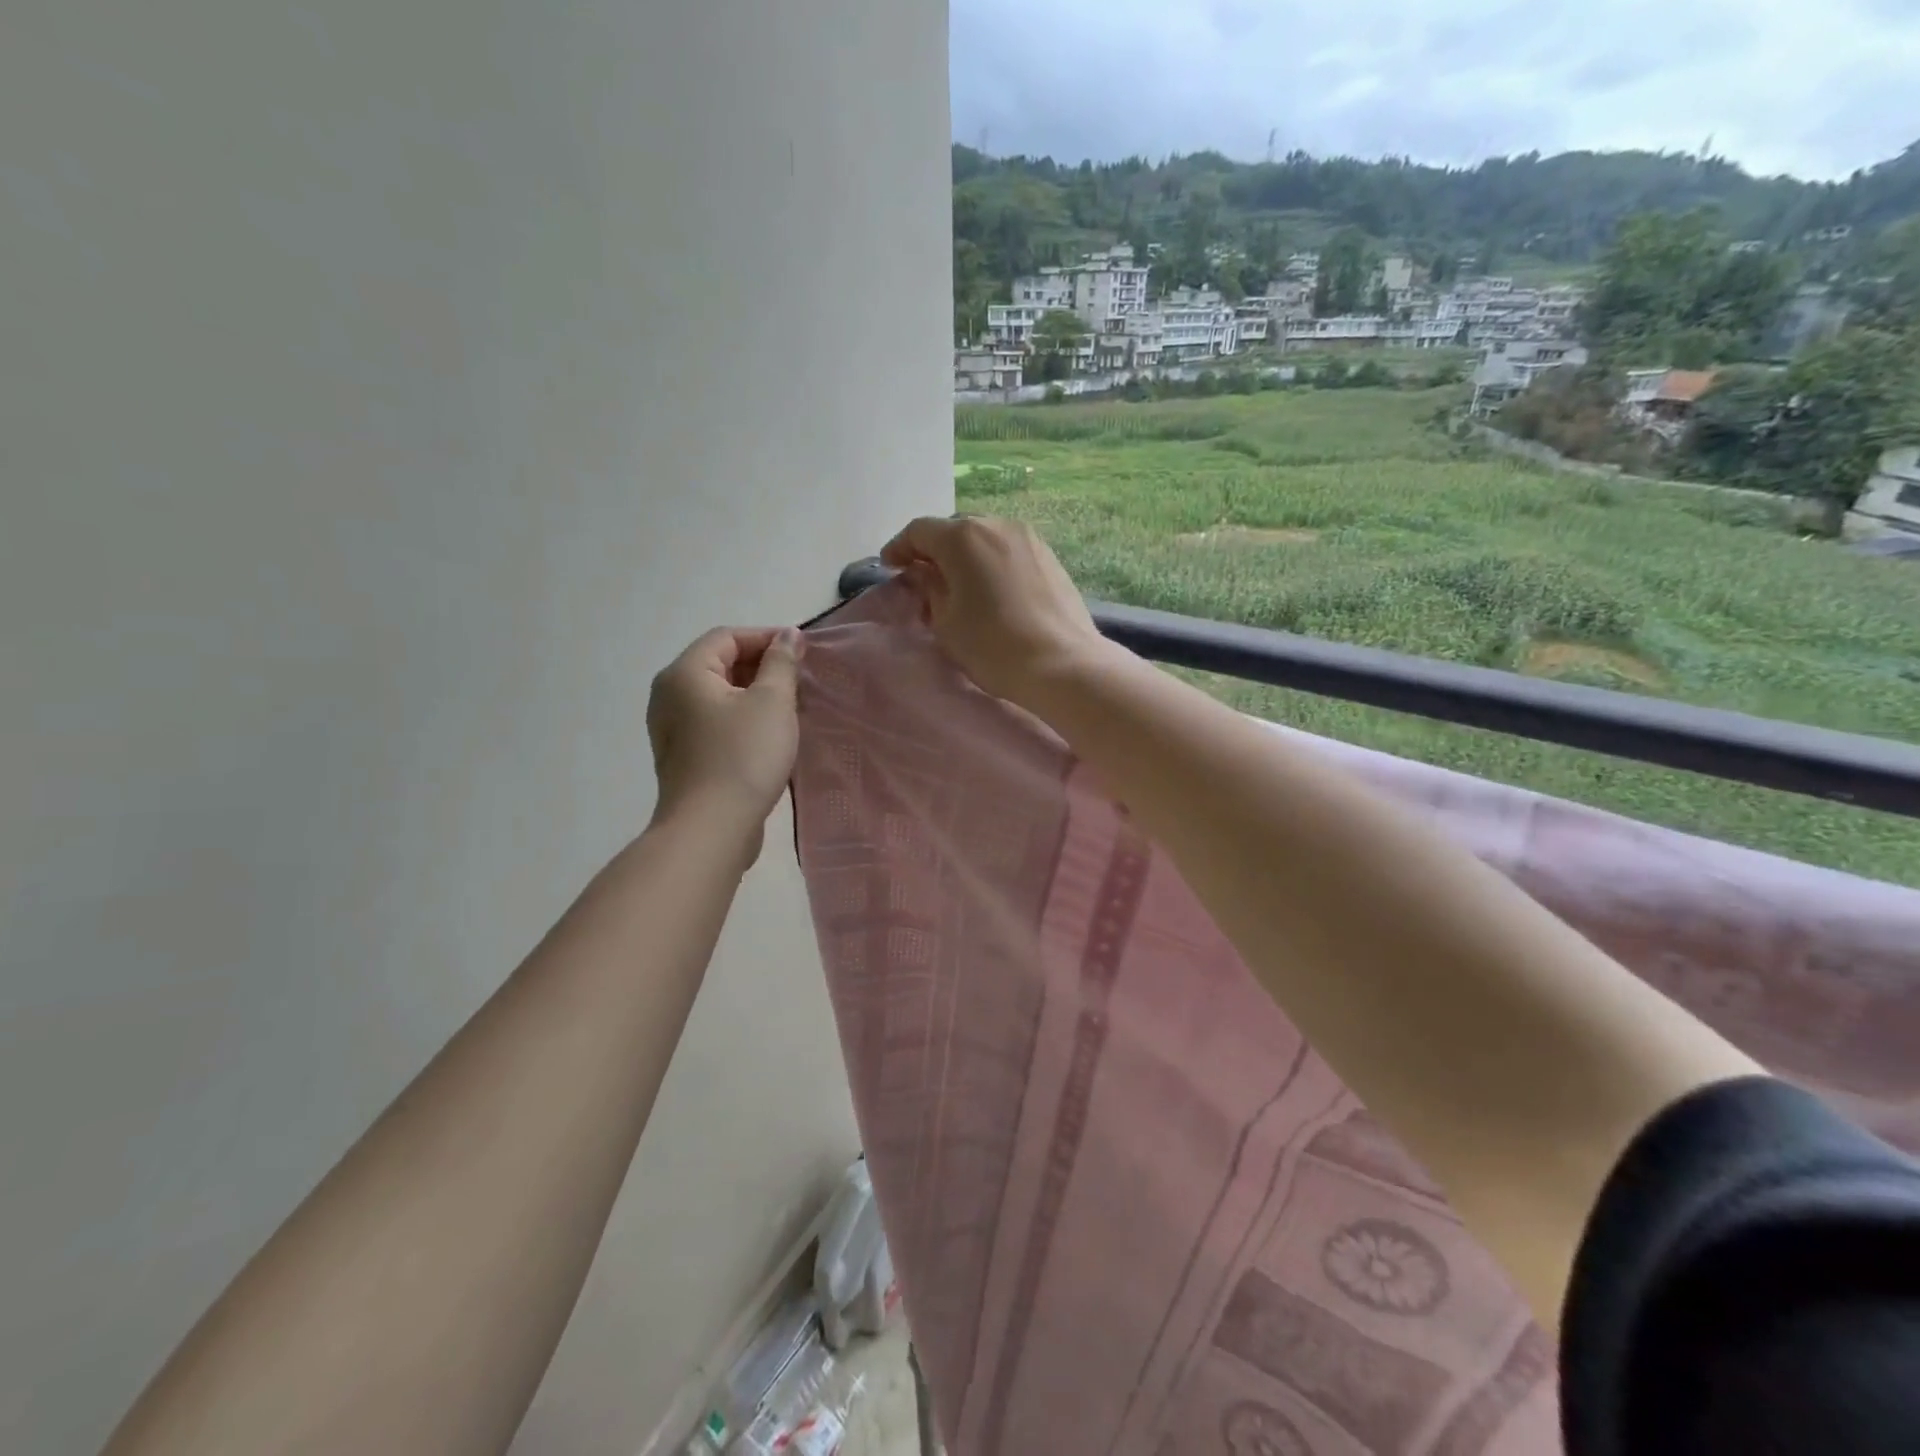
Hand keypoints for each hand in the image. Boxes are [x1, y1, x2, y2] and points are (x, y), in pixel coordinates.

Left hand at [646, 627, 802, 851]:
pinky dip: (743, 718)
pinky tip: (771, 736)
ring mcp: (673, 729)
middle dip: (762, 667)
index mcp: (685, 673)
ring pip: (720, 696)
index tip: (803, 652)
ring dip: (756, 695)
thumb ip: (781, 663)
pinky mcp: (684, 756)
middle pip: (720, 664)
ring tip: (792, 708)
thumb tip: (787, 636)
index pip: (727, 637)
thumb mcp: (772, 702)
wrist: (711, 829)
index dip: (767, 638)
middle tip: (801, 681)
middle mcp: (670, 695)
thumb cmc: (743, 756)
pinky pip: (716, 722)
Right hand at [880, 516, 1108, 705]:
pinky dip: (991, 564)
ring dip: (965, 557)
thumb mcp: (946, 622)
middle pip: (954, 531)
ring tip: (957, 585)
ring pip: (984, 539)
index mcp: (963, 537)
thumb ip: (929, 589)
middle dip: (934, 551)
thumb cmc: (993, 646)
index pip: (919, 531)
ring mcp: (1028, 538)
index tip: (890, 568)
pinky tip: (990, 589)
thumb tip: (925, 574)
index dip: (900, 548)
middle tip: (922, 578)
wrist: (1062, 664)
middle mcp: (996, 525)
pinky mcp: (1049, 556)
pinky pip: (1008, 552)